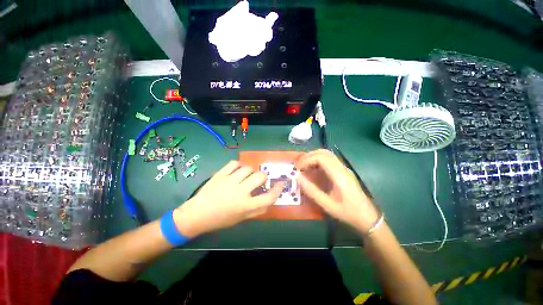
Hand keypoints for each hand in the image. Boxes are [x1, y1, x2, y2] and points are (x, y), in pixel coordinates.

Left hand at [173, 161, 283, 237]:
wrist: (197, 214)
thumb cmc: (221, 219)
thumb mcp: (241, 219)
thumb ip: (257, 210)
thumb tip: (269, 199)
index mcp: (246, 206)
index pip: (269, 197)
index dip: (278, 190)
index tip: (280, 184)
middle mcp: (240, 192)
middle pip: (260, 177)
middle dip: (263, 177)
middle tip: (258, 180)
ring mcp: (229, 181)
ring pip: (248, 168)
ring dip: (251, 171)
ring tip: (247, 175)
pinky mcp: (220, 174)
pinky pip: (234, 163)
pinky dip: (239, 165)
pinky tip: (238, 170)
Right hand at [296, 149, 378, 233]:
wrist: (367, 217)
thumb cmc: (347, 212)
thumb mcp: (327, 204)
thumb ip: (311, 190)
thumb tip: (297, 177)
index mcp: (339, 175)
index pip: (321, 158)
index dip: (307, 160)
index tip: (297, 168)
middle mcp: (342, 168)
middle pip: (323, 152)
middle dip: (308, 156)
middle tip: (299, 166)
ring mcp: (344, 168)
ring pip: (327, 154)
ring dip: (313, 157)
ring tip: (304, 166)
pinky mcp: (343, 171)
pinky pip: (329, 159)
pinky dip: (318, 160)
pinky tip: (313, 169)